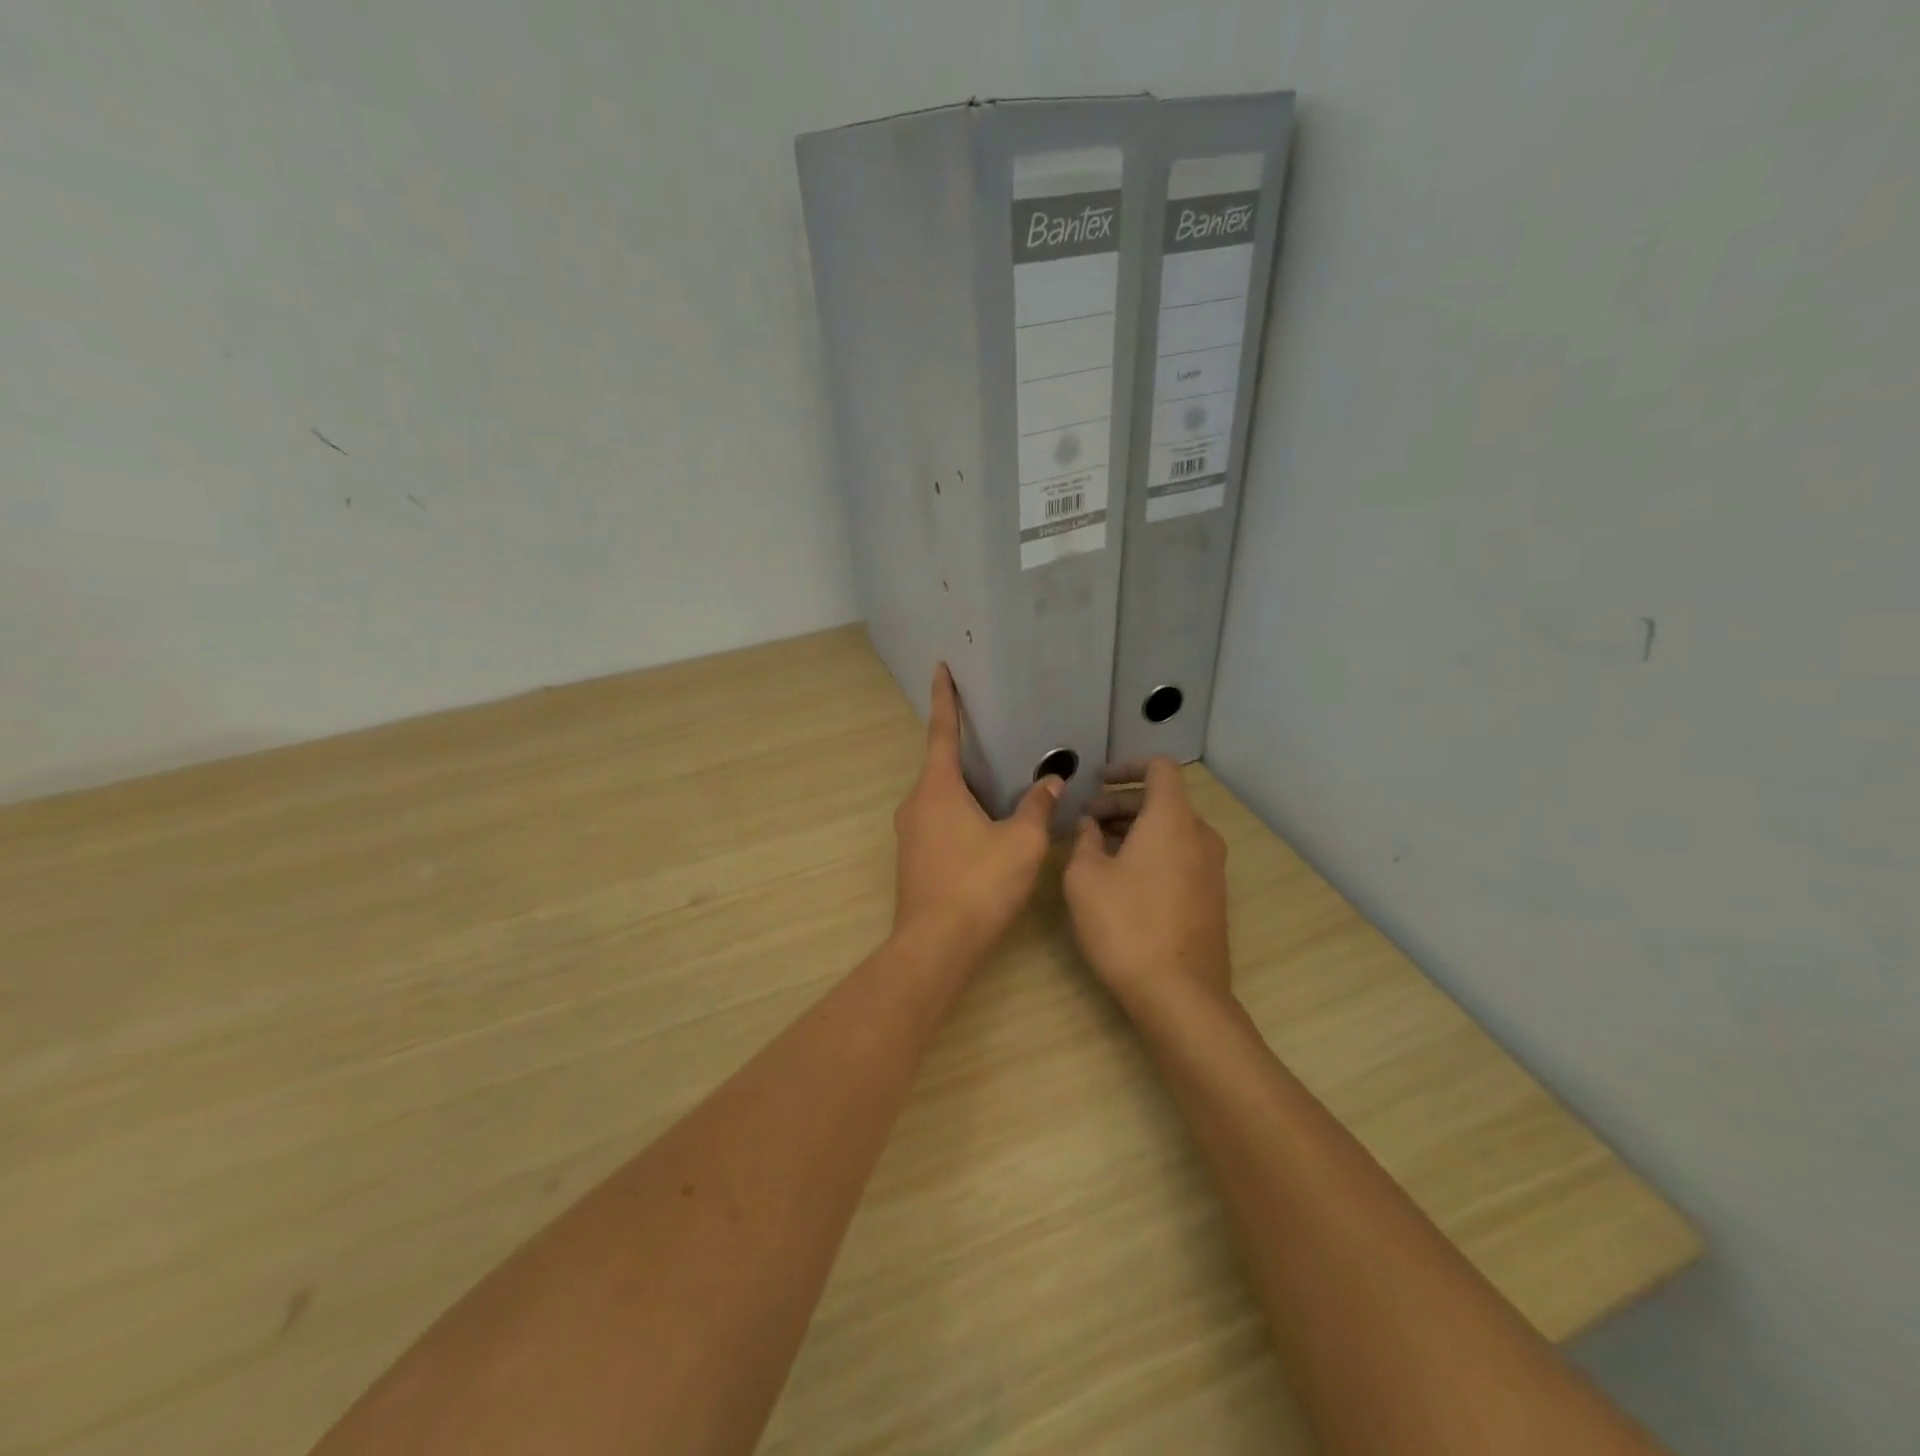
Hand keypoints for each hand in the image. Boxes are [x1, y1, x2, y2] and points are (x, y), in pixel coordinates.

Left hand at [892, 666, 1062, 960]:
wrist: (936, 946)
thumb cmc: (979, 884)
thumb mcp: (1020, 843)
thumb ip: (1036, 808)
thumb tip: (1050, 782)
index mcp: (937, 788)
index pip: (942, 731)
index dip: (945, 698)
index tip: (940, 668)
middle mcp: (915, 803)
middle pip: (941, 766)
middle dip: (965, 750)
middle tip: (994, 735)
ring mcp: (909, 833)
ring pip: (940, 797)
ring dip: (965, 788)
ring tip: (999, 784)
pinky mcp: (914, 858)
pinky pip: (938, 821)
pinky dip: (960, 814)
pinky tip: (986, 828)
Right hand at [1063, 757, 1230, 1018]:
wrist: (1179, 994)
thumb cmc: (1125, 925)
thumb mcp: (1085, 877)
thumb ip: (1084, 839)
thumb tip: (1091, 825)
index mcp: (1172, 819)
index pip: (1159, 768)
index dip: (1127, 766)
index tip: (1098, 781)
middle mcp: (1200, 835)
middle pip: (1164, 800)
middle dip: (1122, 803)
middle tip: (1087, 821)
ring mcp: (1212, 868)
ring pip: (1172, 829)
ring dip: (1136, 829)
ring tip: (1098, 849)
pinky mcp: (1212, 896)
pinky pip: (1181, 855)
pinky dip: (1153, 851)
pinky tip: (1123, 878)